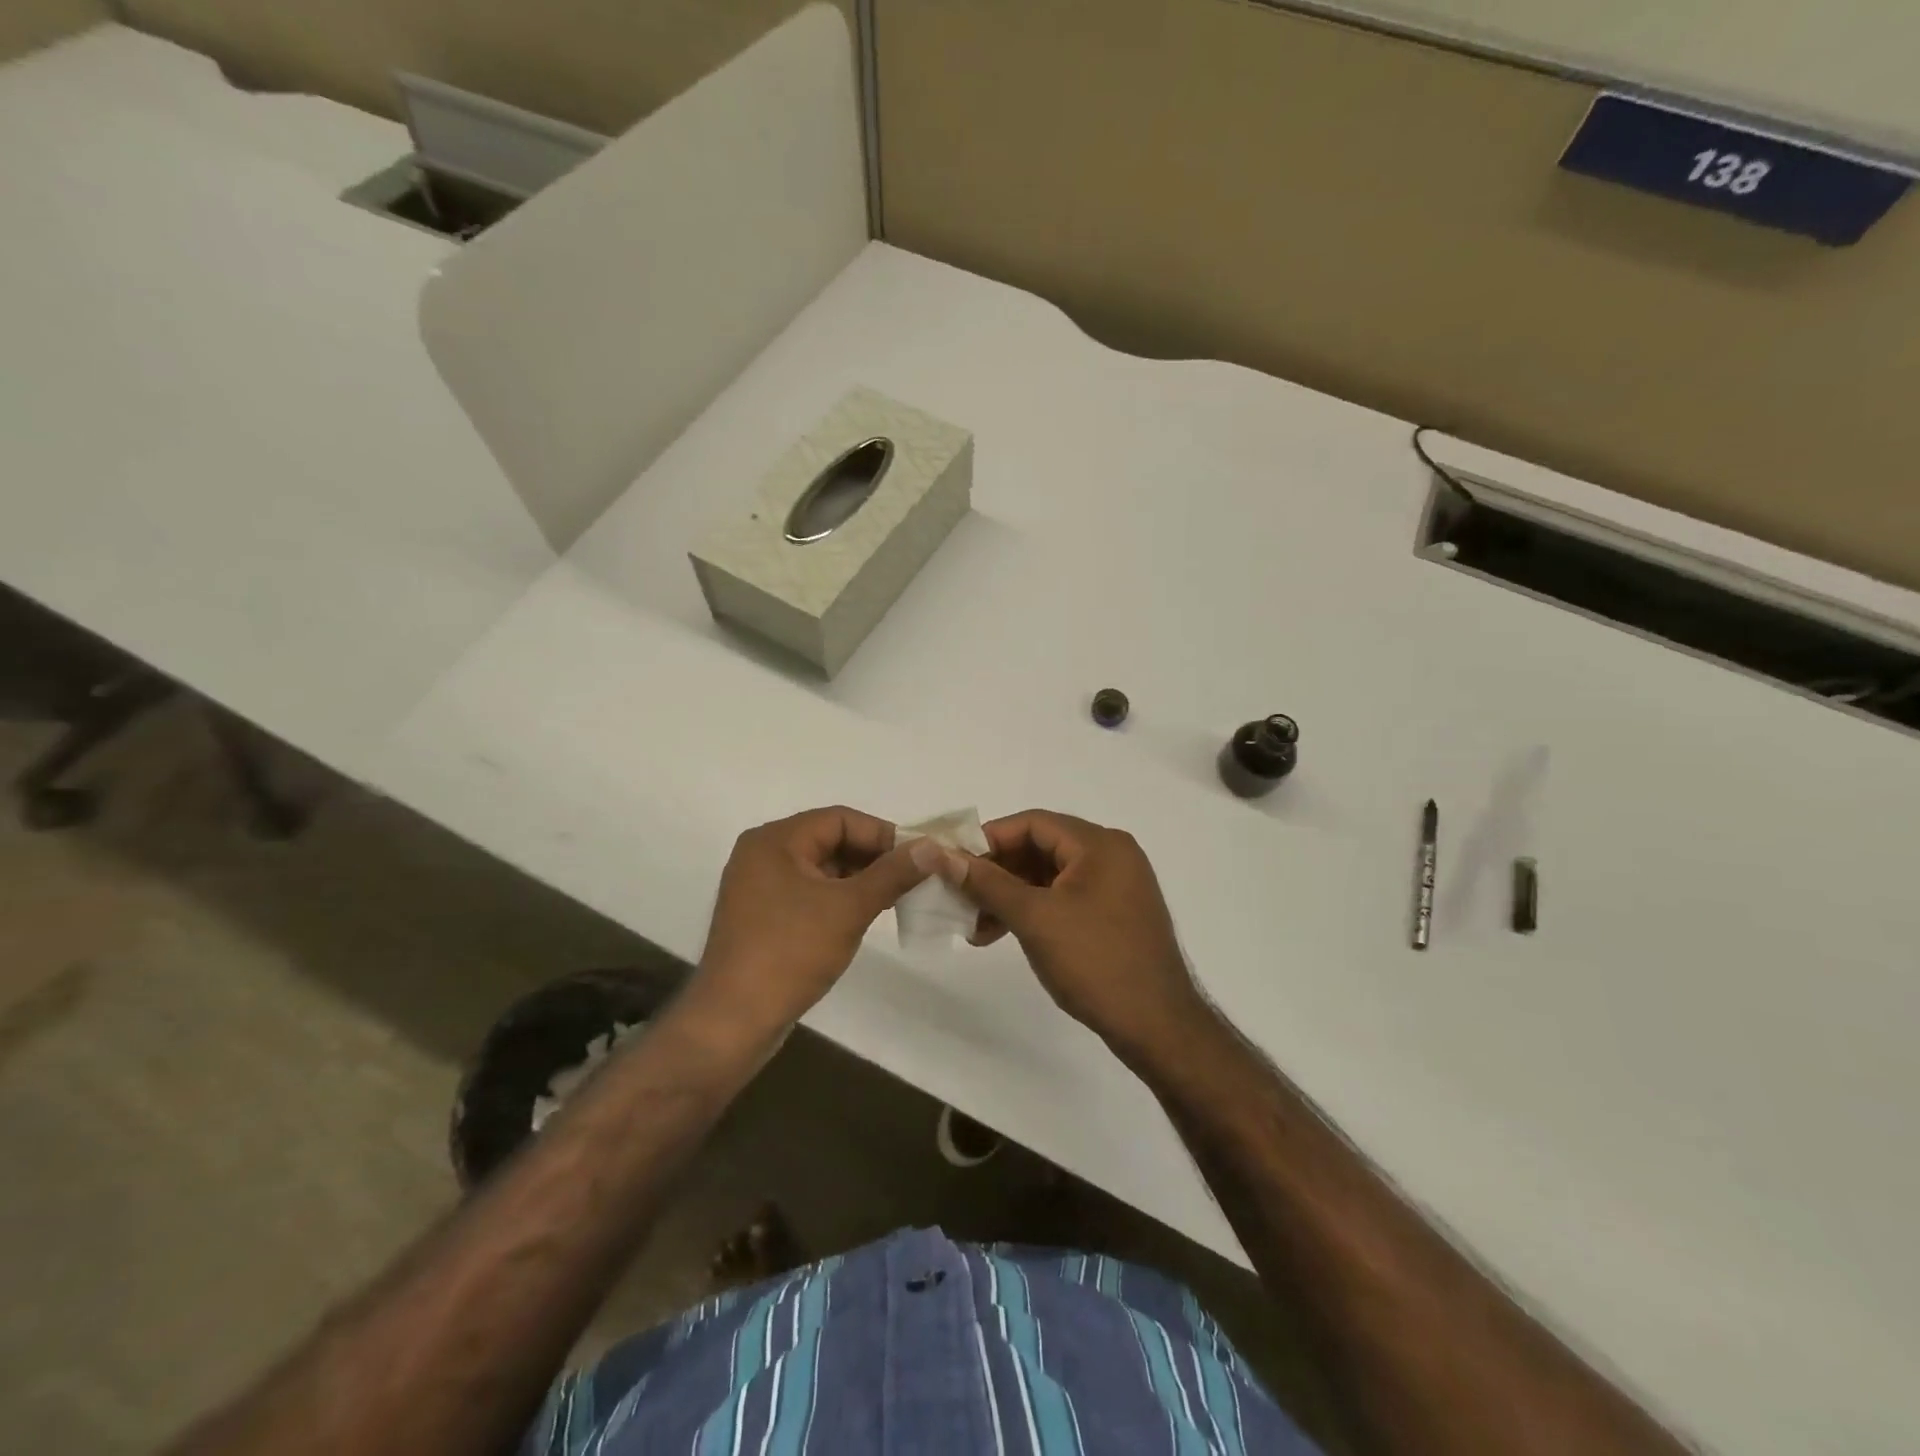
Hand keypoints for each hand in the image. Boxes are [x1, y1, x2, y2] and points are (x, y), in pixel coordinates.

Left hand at [691, 806, 928, 1036]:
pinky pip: (809, 892)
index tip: (919, 856)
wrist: (733, 1021)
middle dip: (874, 857)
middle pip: (830, 840)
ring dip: (860, 879)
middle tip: (915, 877)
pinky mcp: (763, 916)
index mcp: (775, 840)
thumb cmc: (790, 953)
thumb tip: (931, 847)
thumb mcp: (849, 908)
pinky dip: (839, 897)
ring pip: (822, 868)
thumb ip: (892, 873)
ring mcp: (759, 887)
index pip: (840, 819)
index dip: (883, 834)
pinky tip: (866, 914)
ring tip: (898, 896)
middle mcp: (763, 854)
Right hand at [929, 810, 1207, 1055]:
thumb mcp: (1034, 918)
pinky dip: (1033, 911)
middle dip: (996, 873)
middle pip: (1040, 847)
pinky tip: (1002, 934)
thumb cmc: (1095, 962)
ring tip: (975, 928)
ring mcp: (1116, 886)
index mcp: (1100, 844)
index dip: (988, 840)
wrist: (1157, 1027)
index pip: (1033, 823)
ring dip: (1010, 896)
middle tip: (959, 898)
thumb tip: (938, 854)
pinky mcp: (1114, 914)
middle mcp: (1111, 855)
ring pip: (1049, 877)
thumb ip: (986, 882)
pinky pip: (1064, 898)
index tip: (953, 864)